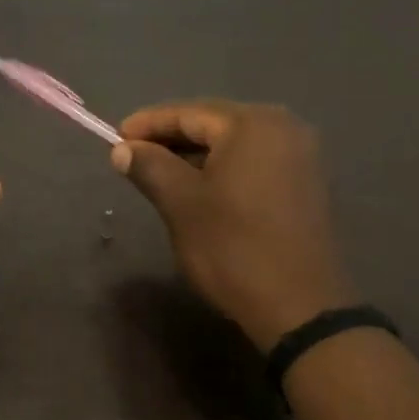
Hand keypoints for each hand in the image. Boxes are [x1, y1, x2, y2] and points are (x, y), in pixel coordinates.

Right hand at [111, 100, 357, 352]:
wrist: (298, 306)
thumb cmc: (232, 247)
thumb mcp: (180, 204)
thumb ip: (149, 166)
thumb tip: (122, 149)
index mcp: (252, 125)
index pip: (188, 113)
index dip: (147, 123)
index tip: (115, 137)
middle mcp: (283, 128)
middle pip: (213, 124)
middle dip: (170, 138)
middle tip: (132, 155)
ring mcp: (299, 156)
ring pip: (232, 145)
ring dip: (193, 156)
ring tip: (157, 172)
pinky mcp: (303, 185)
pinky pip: (251, 163)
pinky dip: (220, 170)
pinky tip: (196, 188)